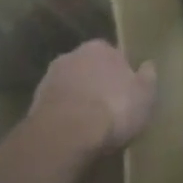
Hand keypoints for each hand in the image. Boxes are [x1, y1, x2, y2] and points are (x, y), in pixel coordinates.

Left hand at [30, 40, 157, 156]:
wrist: (67, 134)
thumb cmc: (114, 109)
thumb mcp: (145, 95)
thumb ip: (148, 77)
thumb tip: (148, 65)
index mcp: (99, 48)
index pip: (114, 54)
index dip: (122, 72)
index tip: (128, 91)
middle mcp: (71, 55)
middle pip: (90, 68)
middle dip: (98, 83)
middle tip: (111, 105)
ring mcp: (49, 79)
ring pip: (72, 86)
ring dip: (80, 99)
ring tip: (92, 123)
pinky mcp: (34, 104)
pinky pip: (58, 106)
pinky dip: (66, 115)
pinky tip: (76, 132)